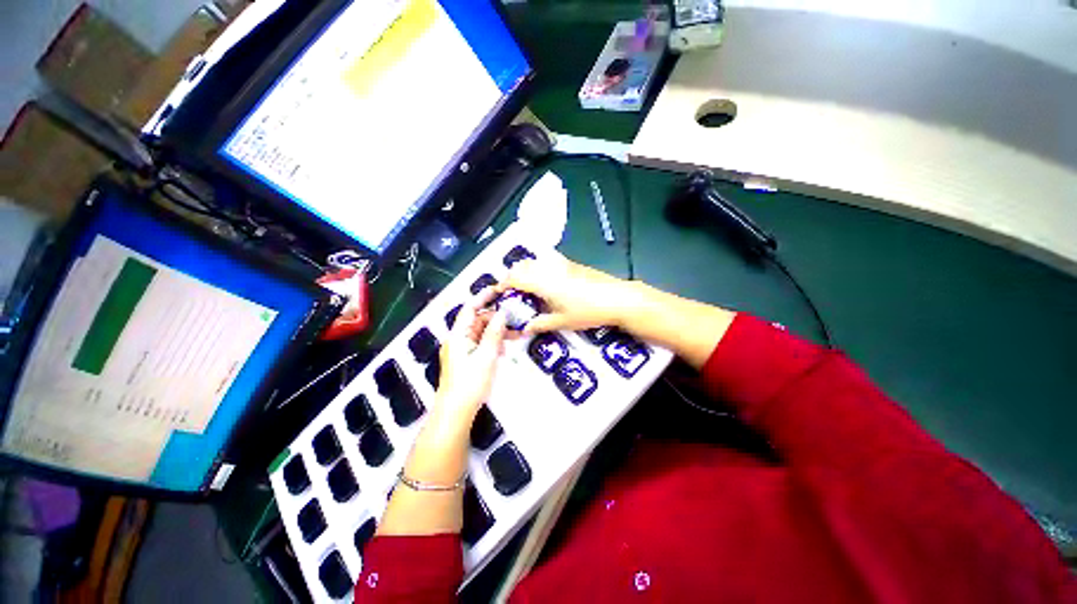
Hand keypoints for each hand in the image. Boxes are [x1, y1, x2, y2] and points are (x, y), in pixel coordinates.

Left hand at [433, 287, 507, 428]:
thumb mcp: (486, 356)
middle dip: (496, 318)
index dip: (483, 297)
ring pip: (481, 333)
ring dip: (497, 332)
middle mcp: (457, 339)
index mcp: (458, 335)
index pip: (469, 309)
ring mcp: (461, 350)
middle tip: (516, 319)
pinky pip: (480, 344)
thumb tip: (503, 313)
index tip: (498, 289)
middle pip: (477, 321)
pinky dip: (492, 343)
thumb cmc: (470, 383)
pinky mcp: (466, 360)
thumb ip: (494, 333)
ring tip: (516, 334)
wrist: (456, 412)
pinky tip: (504, 349)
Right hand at [497, 251, 632, 334]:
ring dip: (524, 271)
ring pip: (534, 262)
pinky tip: (546, 283)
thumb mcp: (561, 322)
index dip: (502, 285)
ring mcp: (561, 264)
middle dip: (511, 277)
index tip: (497, 293)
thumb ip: (539, 324)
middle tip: (511, 292)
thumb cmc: (588, 311)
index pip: (514, 278)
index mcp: (543, 282)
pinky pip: (547, 262)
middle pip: (522, 266)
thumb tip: (526, 328)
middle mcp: (549, 269)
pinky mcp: (571, 264)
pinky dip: (538, 269)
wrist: (616, 298)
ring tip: (526, 288)